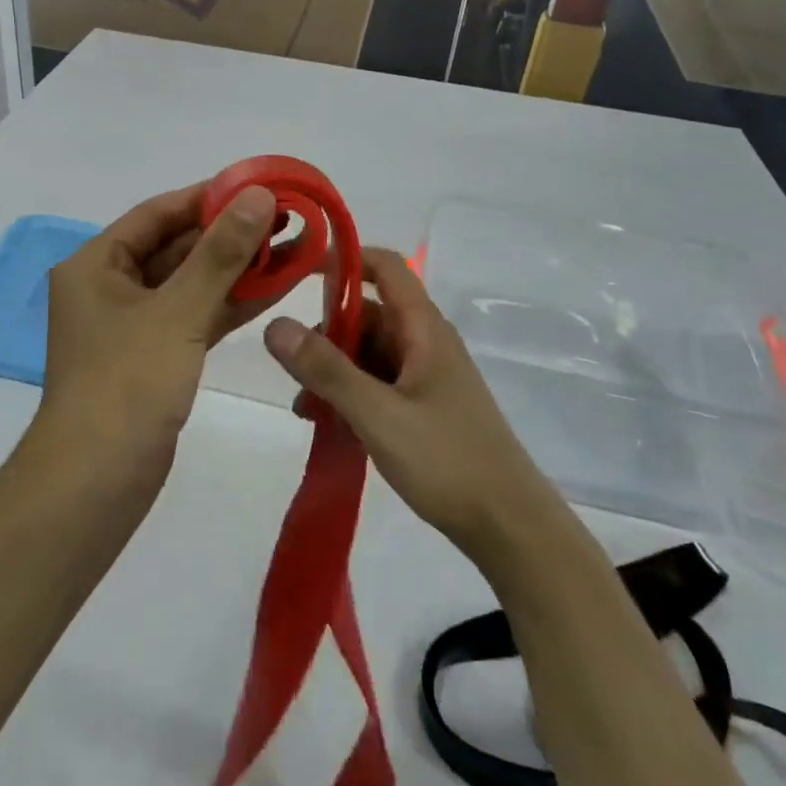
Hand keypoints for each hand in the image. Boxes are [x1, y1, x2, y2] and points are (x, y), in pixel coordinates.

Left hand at [35, 182, 282, 481]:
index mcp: (96, 264)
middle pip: (177, 246)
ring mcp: (134, 324)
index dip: (209, 197)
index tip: (259, 186)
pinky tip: (276, 286)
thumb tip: (257, 195)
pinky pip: (196, 315)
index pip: (159, 213)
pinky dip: (230, 303)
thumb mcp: (177, 312)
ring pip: (191, 283)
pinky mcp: (156, 356)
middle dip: (230, 234)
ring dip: (237, 268)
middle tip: (286, 218)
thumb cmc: (127, 385)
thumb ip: (220, 253)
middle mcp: (111, 287)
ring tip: (292, 246)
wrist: (96, 486)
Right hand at [264, 249, 557, 564]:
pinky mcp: (426, 406)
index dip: (344, 258)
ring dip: (334, 369)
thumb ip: (325, 369)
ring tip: (305, 408)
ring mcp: (427, 376)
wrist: (510, 528)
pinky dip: (351, 393)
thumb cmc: (447, 460)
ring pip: (370, 352)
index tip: (299, 271)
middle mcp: (426, 342)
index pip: (384, 266)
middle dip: (327, 332)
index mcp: (423, 328)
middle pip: (369, 312)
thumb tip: (274, 324)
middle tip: (292, 366)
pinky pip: (379, 382)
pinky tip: (329, 425)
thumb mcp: (377, 414)